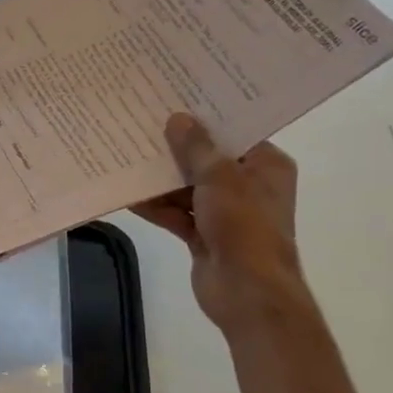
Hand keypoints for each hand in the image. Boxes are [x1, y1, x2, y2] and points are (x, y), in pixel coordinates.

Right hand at [132, 113, 304, 335]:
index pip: (234, 134)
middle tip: (141, 124)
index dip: (205, 119)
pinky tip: (128, 194)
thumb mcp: (220, 177)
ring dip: (161, 179)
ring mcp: (225, 213)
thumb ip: (196, 148)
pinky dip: (156, 206)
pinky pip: (176, 213)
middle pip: (206, 160)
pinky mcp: (204, 235)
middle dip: (175, 149)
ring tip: (127, 155)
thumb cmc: (244, 227)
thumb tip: (177, 119)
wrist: (247, 292)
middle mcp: (248, 186)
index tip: (173, 99)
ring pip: (187, 188)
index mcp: (266, 166)